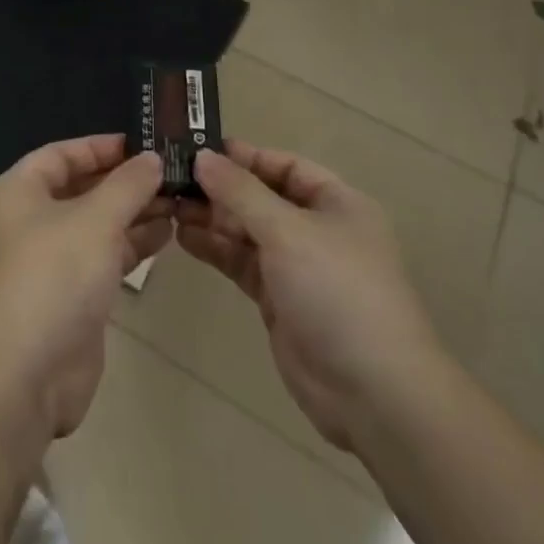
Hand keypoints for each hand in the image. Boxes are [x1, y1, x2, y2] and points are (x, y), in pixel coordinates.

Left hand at [0, 136, 170, 445]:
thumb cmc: (53, 277)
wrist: (23, 376)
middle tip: (172, 172)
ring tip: (179, 200)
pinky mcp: (70, 296)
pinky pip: (103, 257)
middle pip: (81, 189)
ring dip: (134, 212)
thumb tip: (152, 159)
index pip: (61, 155)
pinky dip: (131, 244)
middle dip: (124, 181)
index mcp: (19, 192)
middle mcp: (29, 222)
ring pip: (96, 225)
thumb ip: (127, 185)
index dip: (100, 147)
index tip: (143, 144)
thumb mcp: (95, 220)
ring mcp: (49, 262)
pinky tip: (166, 233)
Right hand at [177, 142, 440, 455]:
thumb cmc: (337, 291)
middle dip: (220, 189)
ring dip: (212, 218)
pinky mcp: (279, 301)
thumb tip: (202, 157)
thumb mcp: (288, 230)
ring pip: (248, 231)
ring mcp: (298, 268)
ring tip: (170, 206)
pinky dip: (216, 249)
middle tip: (172, 179)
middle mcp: (317, 230)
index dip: (244, 157)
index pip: (284, 166)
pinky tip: (184, 237)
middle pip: (261, 198)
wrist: (373, 393)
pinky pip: (242, 263)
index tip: (198, 150)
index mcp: (336, 204)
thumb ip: (241, 192)